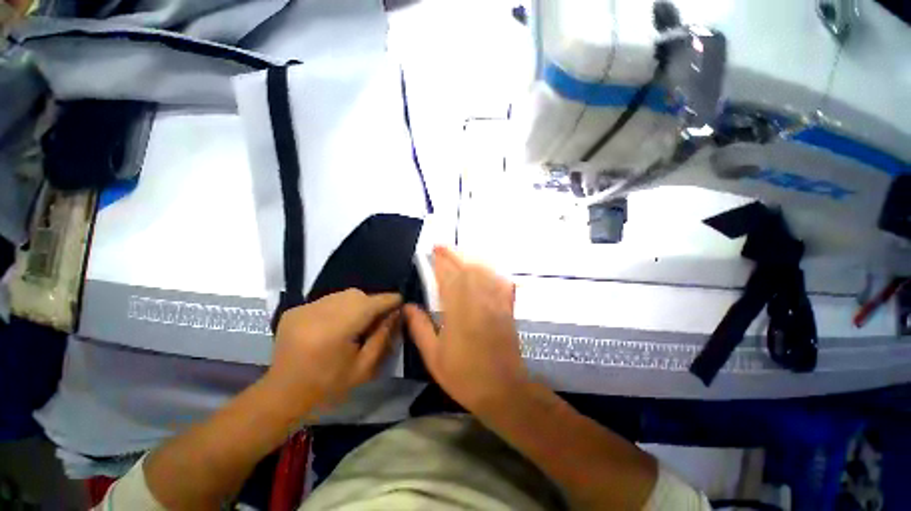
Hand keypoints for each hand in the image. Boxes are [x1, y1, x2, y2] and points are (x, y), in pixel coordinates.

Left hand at [267, 289, 401, 417]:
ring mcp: (303, 309)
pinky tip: (336, 325)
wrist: (282, 397)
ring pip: (342, 295)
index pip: (371, 304)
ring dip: (356, 304)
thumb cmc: (328, 388)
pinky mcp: (294, 310)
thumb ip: (383, 337)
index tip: (401, 301)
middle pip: (356, 295)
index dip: (389, 300)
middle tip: (377, 318)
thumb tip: (396, 313)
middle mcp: (318, 313)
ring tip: (356, 322)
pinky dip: (338, 307)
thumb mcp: (364, 368)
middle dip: (372, 302)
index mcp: (336, 330)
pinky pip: (327, 300)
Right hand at [404, 246, 526, 411]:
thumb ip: (420, 328)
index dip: (441, 262)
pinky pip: (500, 282)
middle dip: (454, 255)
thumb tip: (408, 306)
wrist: (502, 389)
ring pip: (483, 272)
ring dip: (470, 259)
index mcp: (457, 312)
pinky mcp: (507, 308)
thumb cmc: (464, 375)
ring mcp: (495, 303)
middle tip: (442, 247)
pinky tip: (485, 269)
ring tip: (459, 255)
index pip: (448, 278)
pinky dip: (491, 272)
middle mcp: (477, 301)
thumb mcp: (434, 356)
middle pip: (466, 269)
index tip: (433, 250)